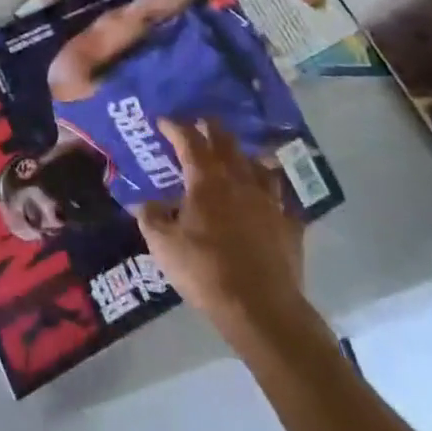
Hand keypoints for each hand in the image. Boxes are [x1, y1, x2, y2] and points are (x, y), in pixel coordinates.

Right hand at [133, 118, 323, 355]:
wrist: (262, 309)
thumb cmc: (206, 272)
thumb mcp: (164, 246)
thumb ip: (151, 217)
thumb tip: (143, 201)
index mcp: (206, 180)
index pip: (188, 140)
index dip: (174, 126)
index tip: (163, 120)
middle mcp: (239, 179)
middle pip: (225, 140)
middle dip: (210, 127)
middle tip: (199, 123)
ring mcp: (268, 200)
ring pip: (256, 162)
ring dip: (242, 154)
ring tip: (234, 156)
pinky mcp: (288, 223)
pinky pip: (280, 196)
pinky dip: (270, 189)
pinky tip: (267, 196)